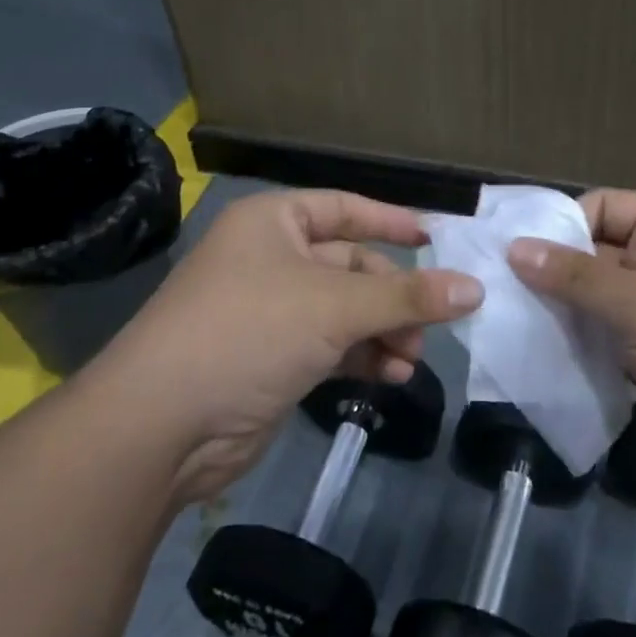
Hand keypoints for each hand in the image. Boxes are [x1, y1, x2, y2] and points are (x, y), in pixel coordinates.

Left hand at [90, 190, 481, 504]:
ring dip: (383, 332)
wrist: (159, 429)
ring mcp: (269, 312)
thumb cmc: (248, 332)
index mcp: (274, 222)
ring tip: (413, 360)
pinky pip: (330, 346)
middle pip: (350, 266)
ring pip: (344, 311)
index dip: (391, 220)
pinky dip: (362, 357)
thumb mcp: (335, 306)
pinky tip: (392, 377)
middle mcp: (270, 259)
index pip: (345, 208)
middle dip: (393, 296)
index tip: (437, 238)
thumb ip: (407, 296)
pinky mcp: (271, 360)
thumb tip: (475, 288)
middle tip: (432, 325)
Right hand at [508, 189, 635, 499]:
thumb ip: (576, 277)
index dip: (558, 226)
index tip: (511, 254)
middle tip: (496, 292)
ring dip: (559, 311)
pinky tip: (538, 354)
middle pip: (592, 254)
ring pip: (593, 299)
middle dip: (550, 272)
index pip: (599, 208)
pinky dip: (576, 342)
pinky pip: (603, 336)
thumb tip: (515, 249)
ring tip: (509, 323)